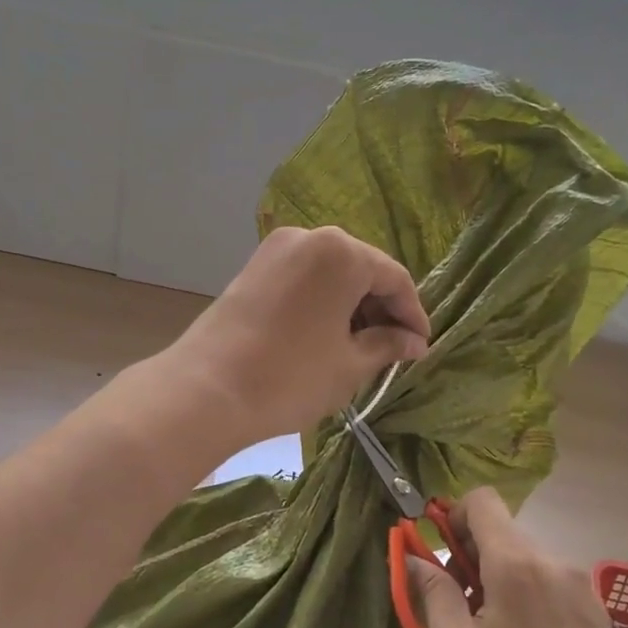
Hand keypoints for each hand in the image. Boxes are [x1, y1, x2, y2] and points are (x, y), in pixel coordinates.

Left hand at [169, 226, 429, 445]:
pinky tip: (327, 335)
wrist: (207, 390)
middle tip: (393, 349)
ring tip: (361, 346)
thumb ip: (387, 345)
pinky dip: (323, 302)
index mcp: (341, 252)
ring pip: (331, 274)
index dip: (412, 315)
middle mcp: (310, 237)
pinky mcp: (253, 268)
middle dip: (381, 309)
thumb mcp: (350, 364)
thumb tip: (413, 343)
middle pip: (362, 269)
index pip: (394, 278)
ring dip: (351, 306)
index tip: (420, 347)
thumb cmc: (291, 376)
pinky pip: (304, 279)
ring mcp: (276, 250)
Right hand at [410, 489, 627, 627]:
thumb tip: (415, 557)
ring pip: (527, 557)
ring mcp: (582, 586)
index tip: (440, 552)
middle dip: (472, 553)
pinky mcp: (597, 611)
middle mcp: (555, 562)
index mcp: (517, 564)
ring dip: (500, 575)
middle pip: (504, 531)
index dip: (454, 515)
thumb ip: (433, 592)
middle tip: (457, 603)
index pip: (483, 501)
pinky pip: (551, 581)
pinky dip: (528, 593)